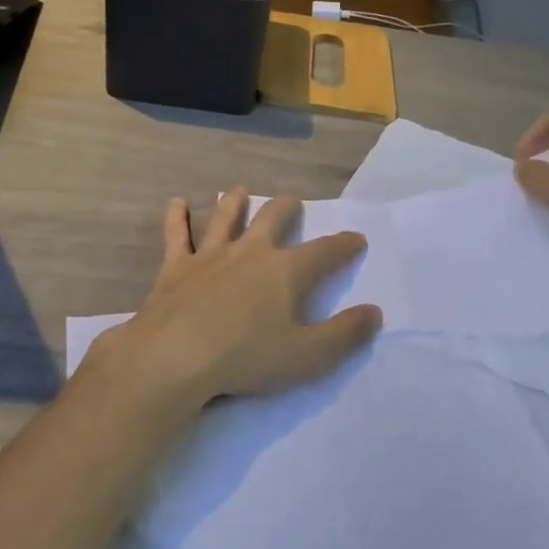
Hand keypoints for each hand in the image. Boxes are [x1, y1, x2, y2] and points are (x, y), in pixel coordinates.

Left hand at [85, 188, 381, 412]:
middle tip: (292, 201)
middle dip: (286, 208)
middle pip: (273, 219)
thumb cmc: (246, 358)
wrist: (175, 357)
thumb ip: (344, 334)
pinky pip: (177, 236)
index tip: (357, 238)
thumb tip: (374, 312)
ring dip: (234, 202)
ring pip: (225, 218)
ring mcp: (210, 256)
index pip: (324, 252)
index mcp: (285, 271)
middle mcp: (250, 252)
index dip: (344, 245)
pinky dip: (177, 218)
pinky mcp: (176, 268)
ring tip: (239, 190)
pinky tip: (176, 203)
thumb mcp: (308, 356)